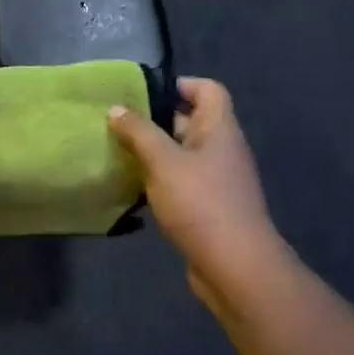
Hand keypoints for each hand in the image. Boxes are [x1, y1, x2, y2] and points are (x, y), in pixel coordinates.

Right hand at [108, 78, 287, 313]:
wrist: (237, 269)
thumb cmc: (201, 203)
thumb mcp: (162, 161)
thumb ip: (138, 132)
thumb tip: (116, 108)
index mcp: (220, 129)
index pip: (208, 89)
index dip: (180, 84)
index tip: (145, 95)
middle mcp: (222, 149)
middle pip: (191, 120)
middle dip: (156, 120)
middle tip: (120, 122)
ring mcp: (218, 180)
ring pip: (182, 153)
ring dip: (154, 153)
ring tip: (119, 152)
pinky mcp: (210, 207)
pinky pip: (182, 181)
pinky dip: (160, 180)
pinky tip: (134, 187)